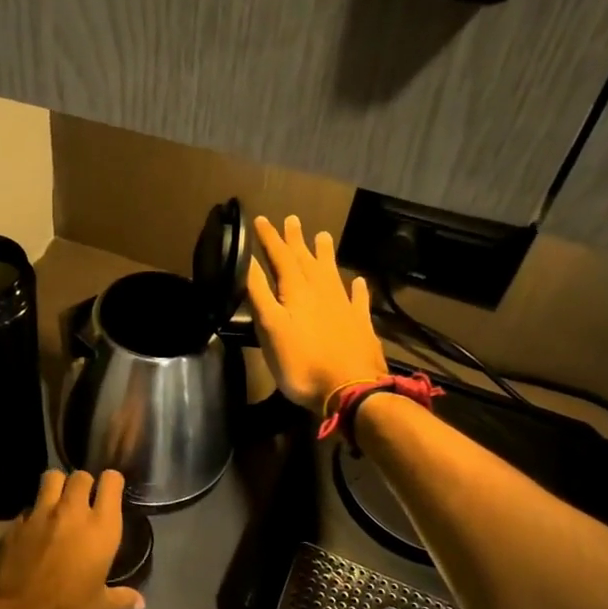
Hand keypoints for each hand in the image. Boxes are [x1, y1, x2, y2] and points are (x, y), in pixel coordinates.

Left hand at [0, 468, 141, 608]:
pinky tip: (35, 530)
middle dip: (84, 483)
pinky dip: (34, 513)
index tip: (111, 491)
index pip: (111, 482)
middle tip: (84, 499)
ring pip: (51, 478)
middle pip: (80, 475)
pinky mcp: (16, 524)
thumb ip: (122, 599)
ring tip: (58, 502)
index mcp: (101, 527)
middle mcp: (72, 512)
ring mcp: (41, 514)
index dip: (112, 482)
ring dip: (57, 485)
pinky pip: (28, 507)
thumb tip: (140, 603)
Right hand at [246, 214, 388, 411]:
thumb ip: (259, 294)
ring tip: (323, 236)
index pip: (280, 257)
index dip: (270, 239)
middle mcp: (322, 292)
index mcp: (296, 291)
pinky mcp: (360, 325)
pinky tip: (358, 281)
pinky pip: (358, 300)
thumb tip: (248, 261)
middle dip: (296, 241)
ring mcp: (344, 307)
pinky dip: (357, 288)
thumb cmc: (301, 362)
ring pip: (332, 273)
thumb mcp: (270, 328)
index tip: (261, 220)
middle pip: (306, 260)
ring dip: (325, 254)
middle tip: (292, 219)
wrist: (351, 389)